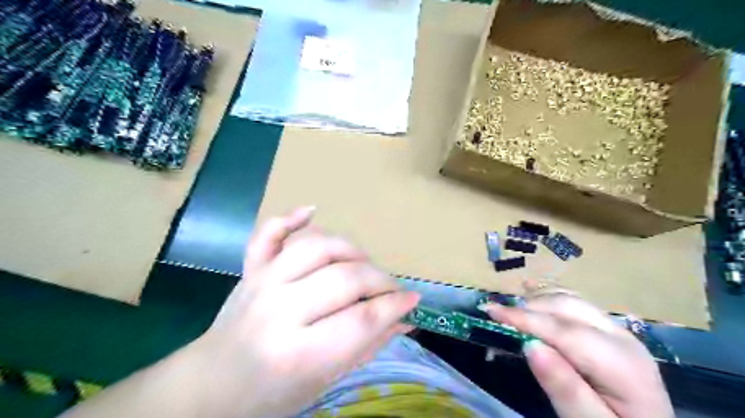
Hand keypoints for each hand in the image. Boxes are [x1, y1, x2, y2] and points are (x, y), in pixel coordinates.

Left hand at [195, 205, 418, 417]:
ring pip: (316, 247)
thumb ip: (367, 345)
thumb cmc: (273, 393)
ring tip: (363, 263)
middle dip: (379, 280)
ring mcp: (261, 283)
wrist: (213, 383)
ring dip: (350, 250)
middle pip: (344, 279)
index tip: (412, 299)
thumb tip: (405, 318)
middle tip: (390, 289)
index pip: (360, 319)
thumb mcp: (326, 380)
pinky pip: (269, 233)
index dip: (394, 305)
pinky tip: (312, 210)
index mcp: (298, 353)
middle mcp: (279, 311)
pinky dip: (291, 218)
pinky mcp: (251, 269)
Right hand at [480, 285, 679, 417]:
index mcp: (621, 364)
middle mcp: (622, 337)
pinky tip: (533, 296)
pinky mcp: (610, 332)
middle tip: (496, 316)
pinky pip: (576, 306)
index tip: (490, 310)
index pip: (563, 330)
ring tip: (510, 312)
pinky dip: (550, 300)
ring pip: (571, 301)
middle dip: (529, 308)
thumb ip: (565, 388)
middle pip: (568, 308)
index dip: (524, 318)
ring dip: (537, 302)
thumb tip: (530, 345)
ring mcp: (618, 331)